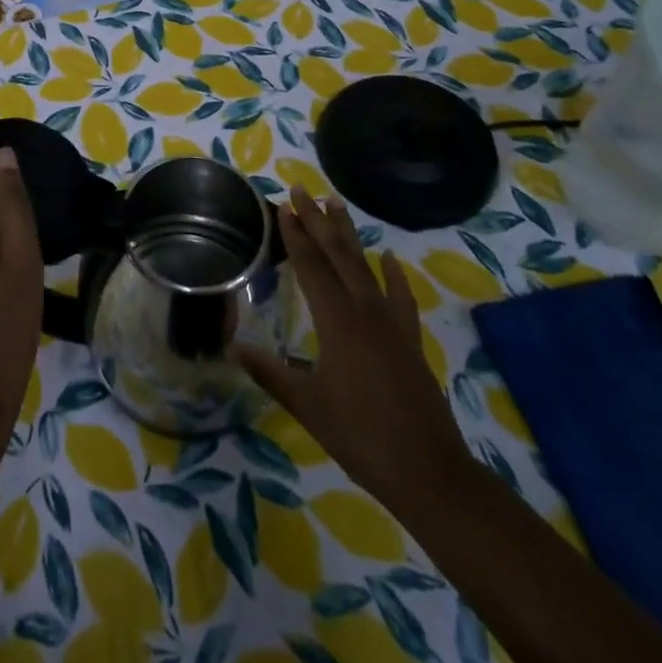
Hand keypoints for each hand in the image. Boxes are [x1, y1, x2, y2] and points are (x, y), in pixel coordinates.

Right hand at [234, 188, 469, 507]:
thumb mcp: (307, 406)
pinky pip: (400, 297)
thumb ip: (269, 372)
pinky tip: (388, 258)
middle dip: (317, 221)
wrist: (429, 472)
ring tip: (336, 204)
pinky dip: (394, 275)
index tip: (282, 207)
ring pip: (365, 267)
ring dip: (349, 235)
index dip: (295, 236)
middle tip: (302, 190)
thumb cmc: (360, 437)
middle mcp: (365, 311)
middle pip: (338, 255)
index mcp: (337, 322)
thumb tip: (232, 346)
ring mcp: (392, 324)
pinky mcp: (410, 340)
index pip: (311, 267)